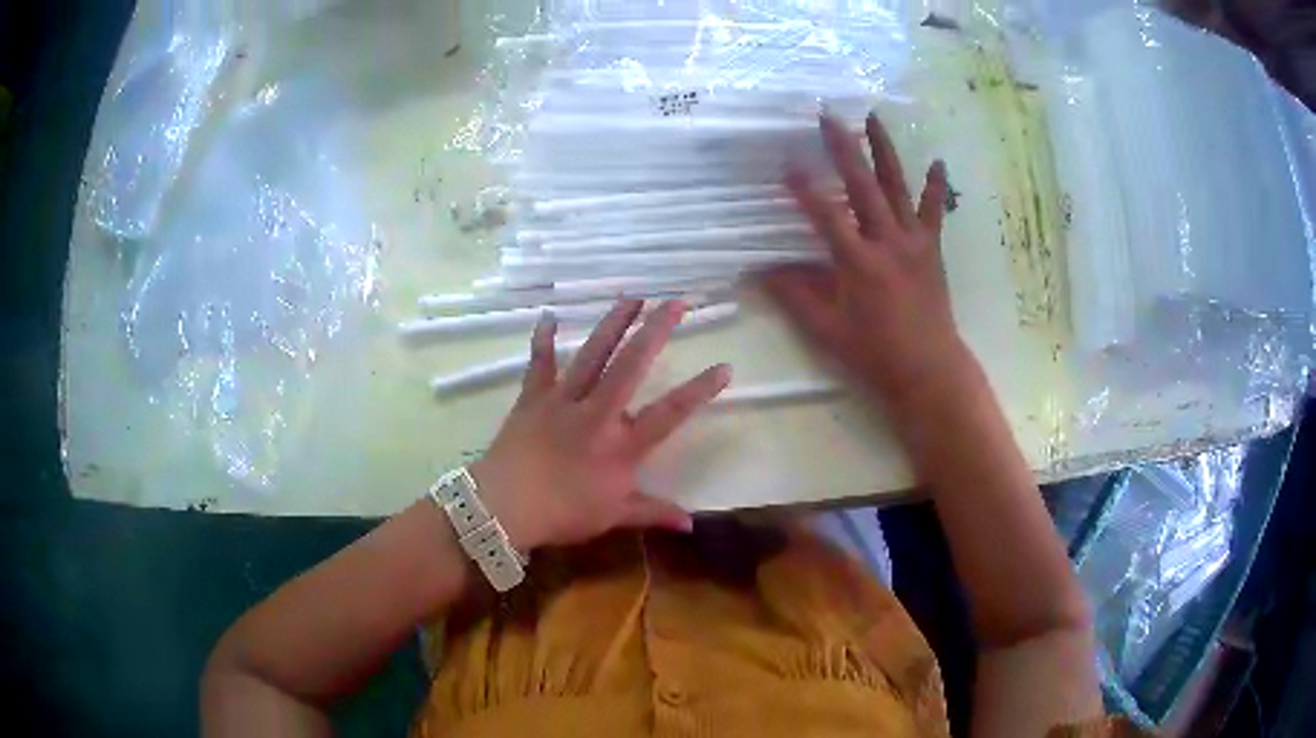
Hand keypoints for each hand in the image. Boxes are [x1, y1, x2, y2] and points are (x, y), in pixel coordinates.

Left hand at [469, 299, 730, 552]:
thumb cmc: (561, 514)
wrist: (503, 507)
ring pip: (592, 354)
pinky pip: (540, 364)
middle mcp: (597, 413)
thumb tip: (691, 524)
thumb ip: (652, 513)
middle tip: (676, 302)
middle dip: (656, 331)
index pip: (670, 413)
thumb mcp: (612, 517)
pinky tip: (549, 316)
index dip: (699, 390)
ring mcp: (563, 401)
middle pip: (631, 365)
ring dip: (613, 323)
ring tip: (632, 296)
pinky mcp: (533, 398)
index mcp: (621, 446)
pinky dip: (544, 340)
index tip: (724, 366)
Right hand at [764, 114, 970, 407]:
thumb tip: (759, 272)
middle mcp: (887, 242)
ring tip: (872, 117)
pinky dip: (935, 186)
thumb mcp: (828, 331)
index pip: (825, 215)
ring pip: (897, 186)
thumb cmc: (875, 354)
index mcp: (858, 263)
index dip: (804, 189)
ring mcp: (914, 241)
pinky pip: (934, 211)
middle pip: (862, 186)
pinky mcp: (932, 248)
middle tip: (828, 116)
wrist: (929, 370)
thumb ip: (795, 297)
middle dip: (843, 148)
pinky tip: (938, 160)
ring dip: (884, 150)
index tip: (786, 163)